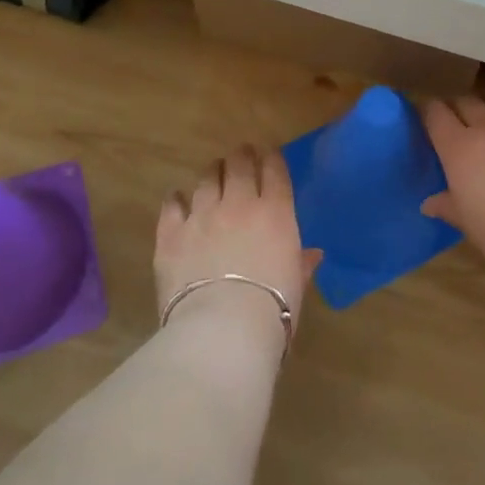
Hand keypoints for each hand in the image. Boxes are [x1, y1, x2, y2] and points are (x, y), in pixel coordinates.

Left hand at [154, 145, 320, 349]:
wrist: (223, 328)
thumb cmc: (273, 309)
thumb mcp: (296, 284)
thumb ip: (301, 263)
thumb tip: (312, 255)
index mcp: (275, 212)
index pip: (275, 171)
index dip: (272, 159)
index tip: (270, 156)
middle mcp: (238, 203)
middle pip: (239, 165)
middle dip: (242, 156)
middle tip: (241, 156)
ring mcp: (202, 215)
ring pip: (206, 179)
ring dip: (212, 172)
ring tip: (213, 172)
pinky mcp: (171, 233)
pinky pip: (172, 204)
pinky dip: (176, 199)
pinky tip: (177, 199)